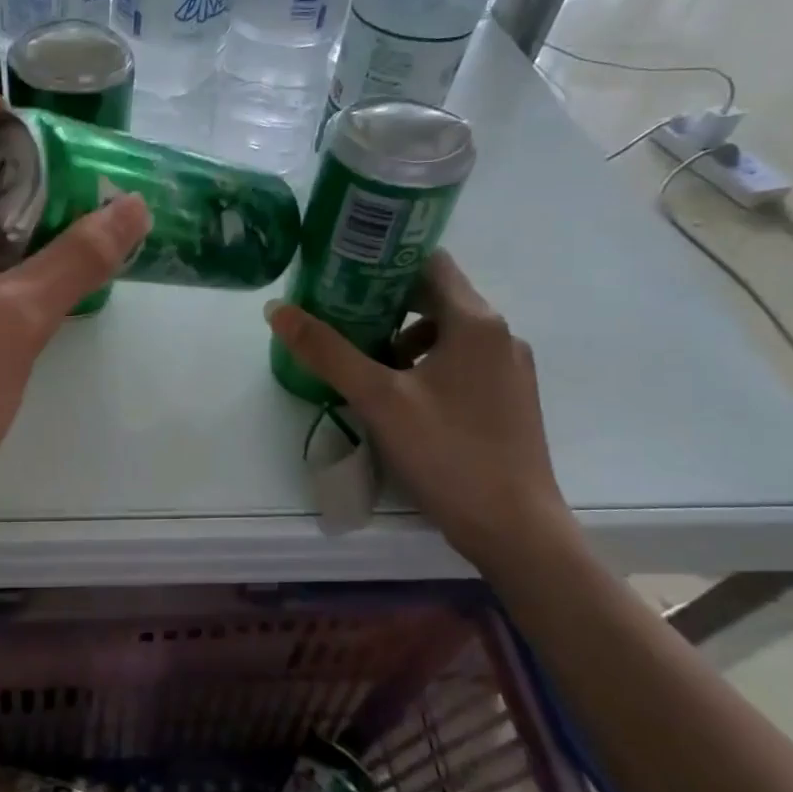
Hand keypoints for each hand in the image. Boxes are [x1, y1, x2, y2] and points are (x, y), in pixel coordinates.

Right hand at [265, 251, 575, 570]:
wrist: (515, 530)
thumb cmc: (447, 453)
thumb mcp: (377, 398)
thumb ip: (326, 351)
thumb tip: (277, 309)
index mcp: (475, 322)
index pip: (428, 261)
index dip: (383, 261)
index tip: (341, 274)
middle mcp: (500, 335)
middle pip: (435, 297)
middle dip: (384, 304)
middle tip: (338, 317)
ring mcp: (509, 369)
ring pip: (446, 333)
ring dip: (403, 338)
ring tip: (363, 363)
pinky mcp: (508, 400)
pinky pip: (460, 362)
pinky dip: (425, 365)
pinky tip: (399, 398)